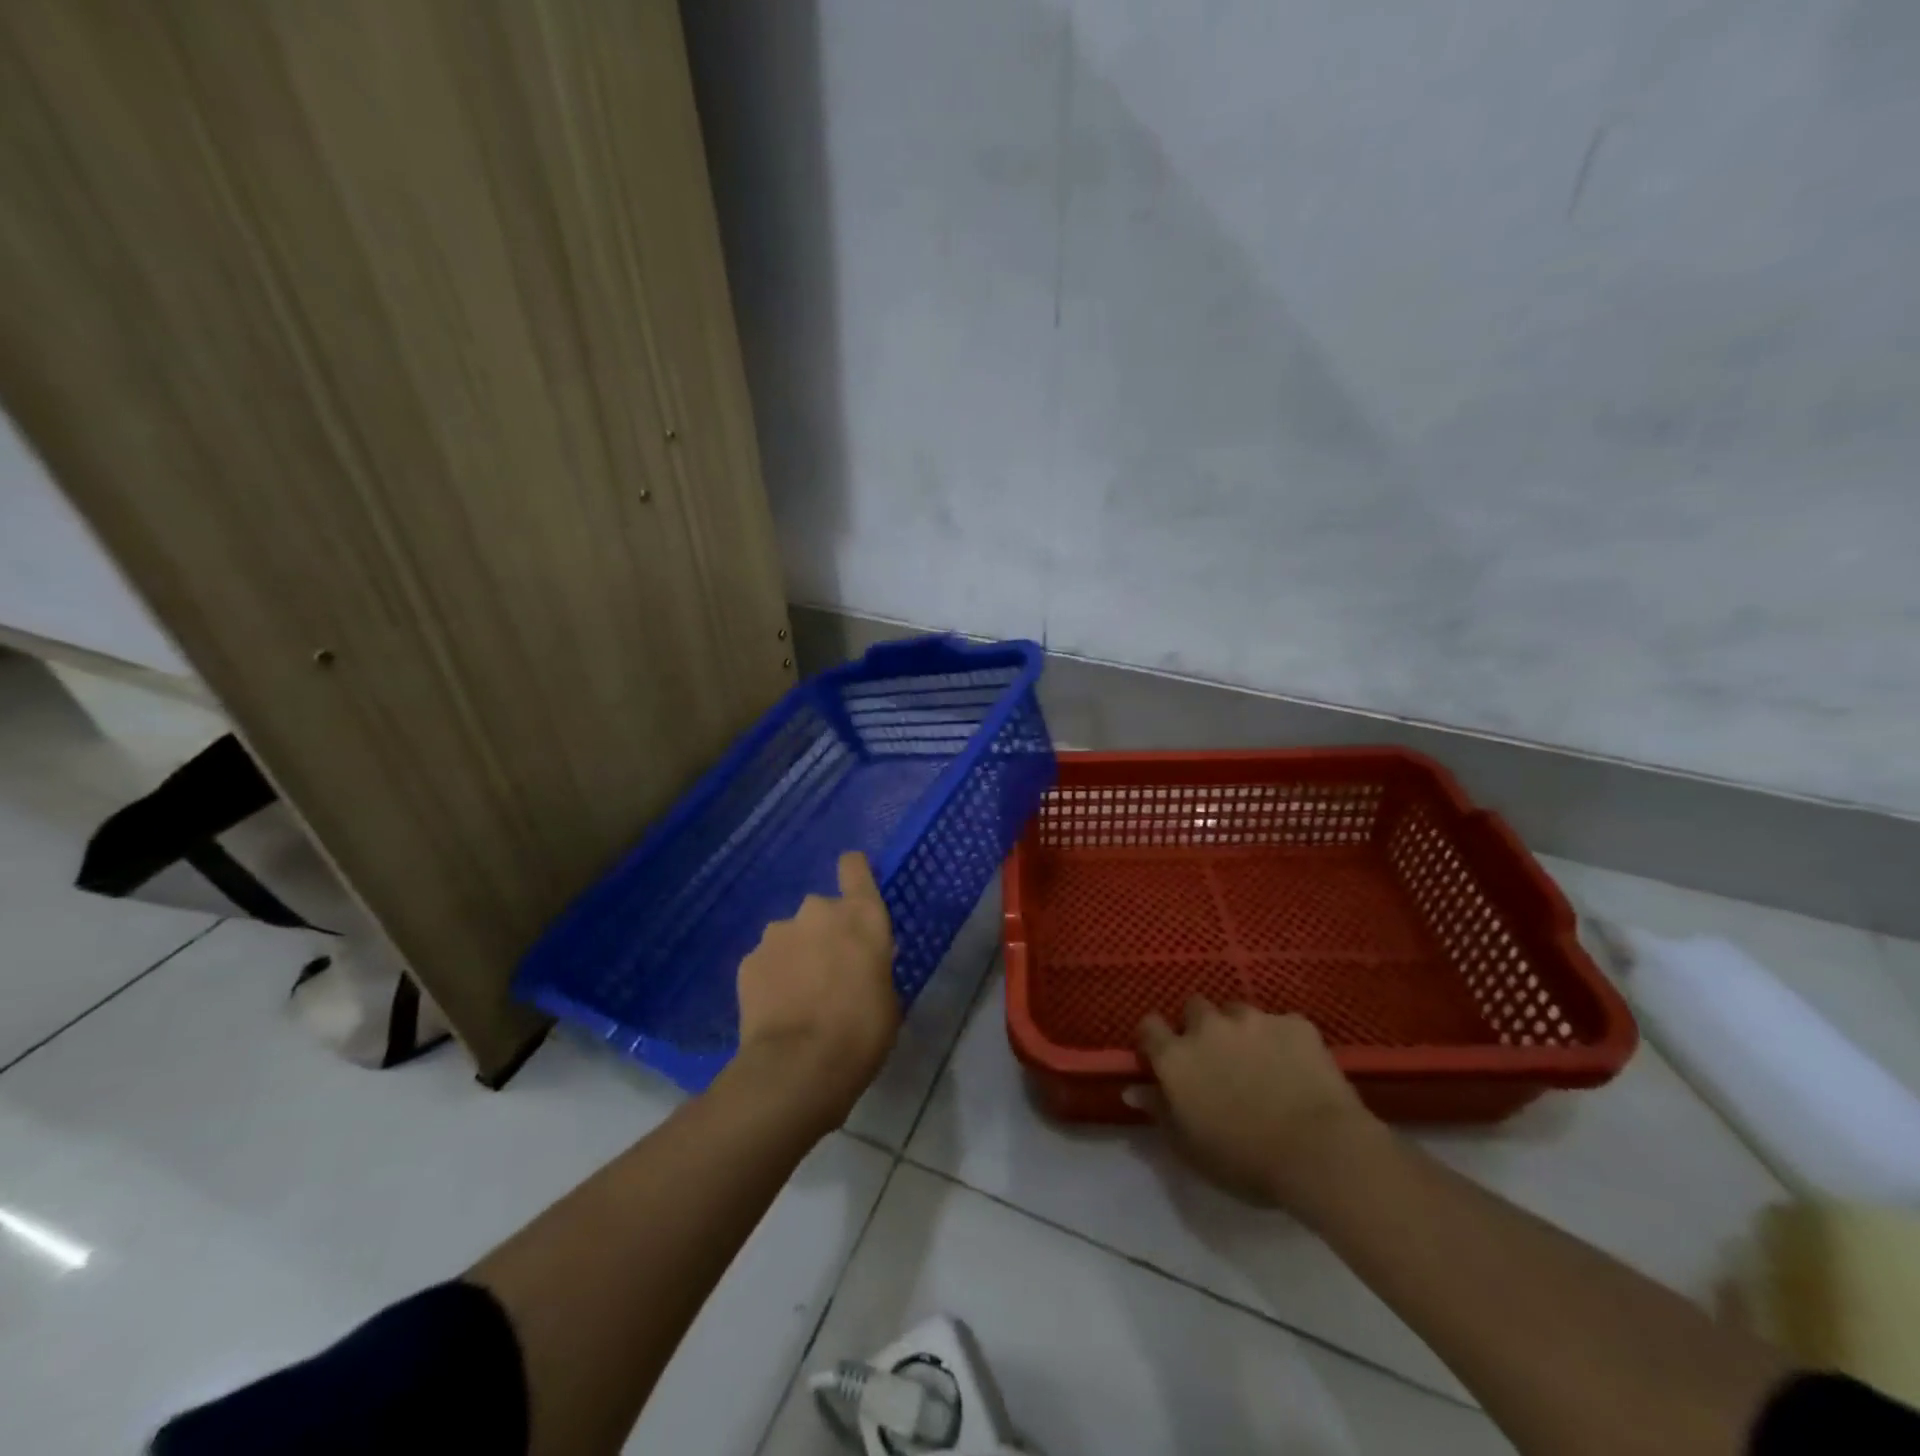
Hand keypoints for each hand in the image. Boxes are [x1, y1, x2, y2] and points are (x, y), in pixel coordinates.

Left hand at [734, 851, 897, 1123]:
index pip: (855, 866)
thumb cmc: (862, 1032)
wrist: (799, 1066)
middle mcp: (818, 911)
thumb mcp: (887, 996)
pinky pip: (766, 962)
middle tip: (828, 973)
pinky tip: (776, 1011)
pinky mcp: (748, 960)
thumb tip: (858, 965)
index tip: (853, 887)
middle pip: (821, 909)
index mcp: (862, 915)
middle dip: (823, 934)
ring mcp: (778, 933)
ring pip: (790, 937)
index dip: (854, 872)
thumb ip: (872, 965)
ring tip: (798, 998)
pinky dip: (771, 978)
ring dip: (796, 956)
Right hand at [1133, 998, 1380, 1209]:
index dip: (1156, 1038)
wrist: (1321, 1151)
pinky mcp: (1294, 1023)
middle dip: (1201, 1027)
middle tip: (1217, 1059)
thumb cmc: (1246, 1160)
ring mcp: (1253, 1019)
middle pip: (1194, 1008)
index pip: (1150, 1026)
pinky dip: (1282, 1040)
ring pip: (1237, 1011)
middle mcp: (1208, 1027)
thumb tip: (1131, 1089)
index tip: (1166, 1056)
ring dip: (1240, 1030)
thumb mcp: (1190, 1147)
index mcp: (1177, 1056)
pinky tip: (1297, 1068)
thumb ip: (1159, 1111)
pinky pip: (1281, 1024)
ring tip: (1260, 1062)